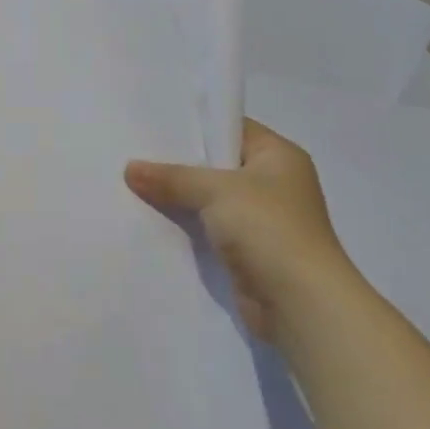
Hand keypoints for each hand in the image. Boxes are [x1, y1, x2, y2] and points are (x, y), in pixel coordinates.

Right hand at [126, 119, 356, 341]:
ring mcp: (261, 219)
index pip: (231, 128)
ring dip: (178, 198)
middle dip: (178, 164)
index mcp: (278, 156)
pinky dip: (185, 226)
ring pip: (209, 199)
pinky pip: (208, 229)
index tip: (153, 125)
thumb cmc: (268, 229)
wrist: (299, 303)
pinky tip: (149, 220)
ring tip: (132, 185)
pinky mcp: (247, 251)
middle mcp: (273, 183)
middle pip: (216, 164)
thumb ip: (173, 178)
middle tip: (133, 154)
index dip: (195, 126)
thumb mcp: (216, 191)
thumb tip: (130, 168)